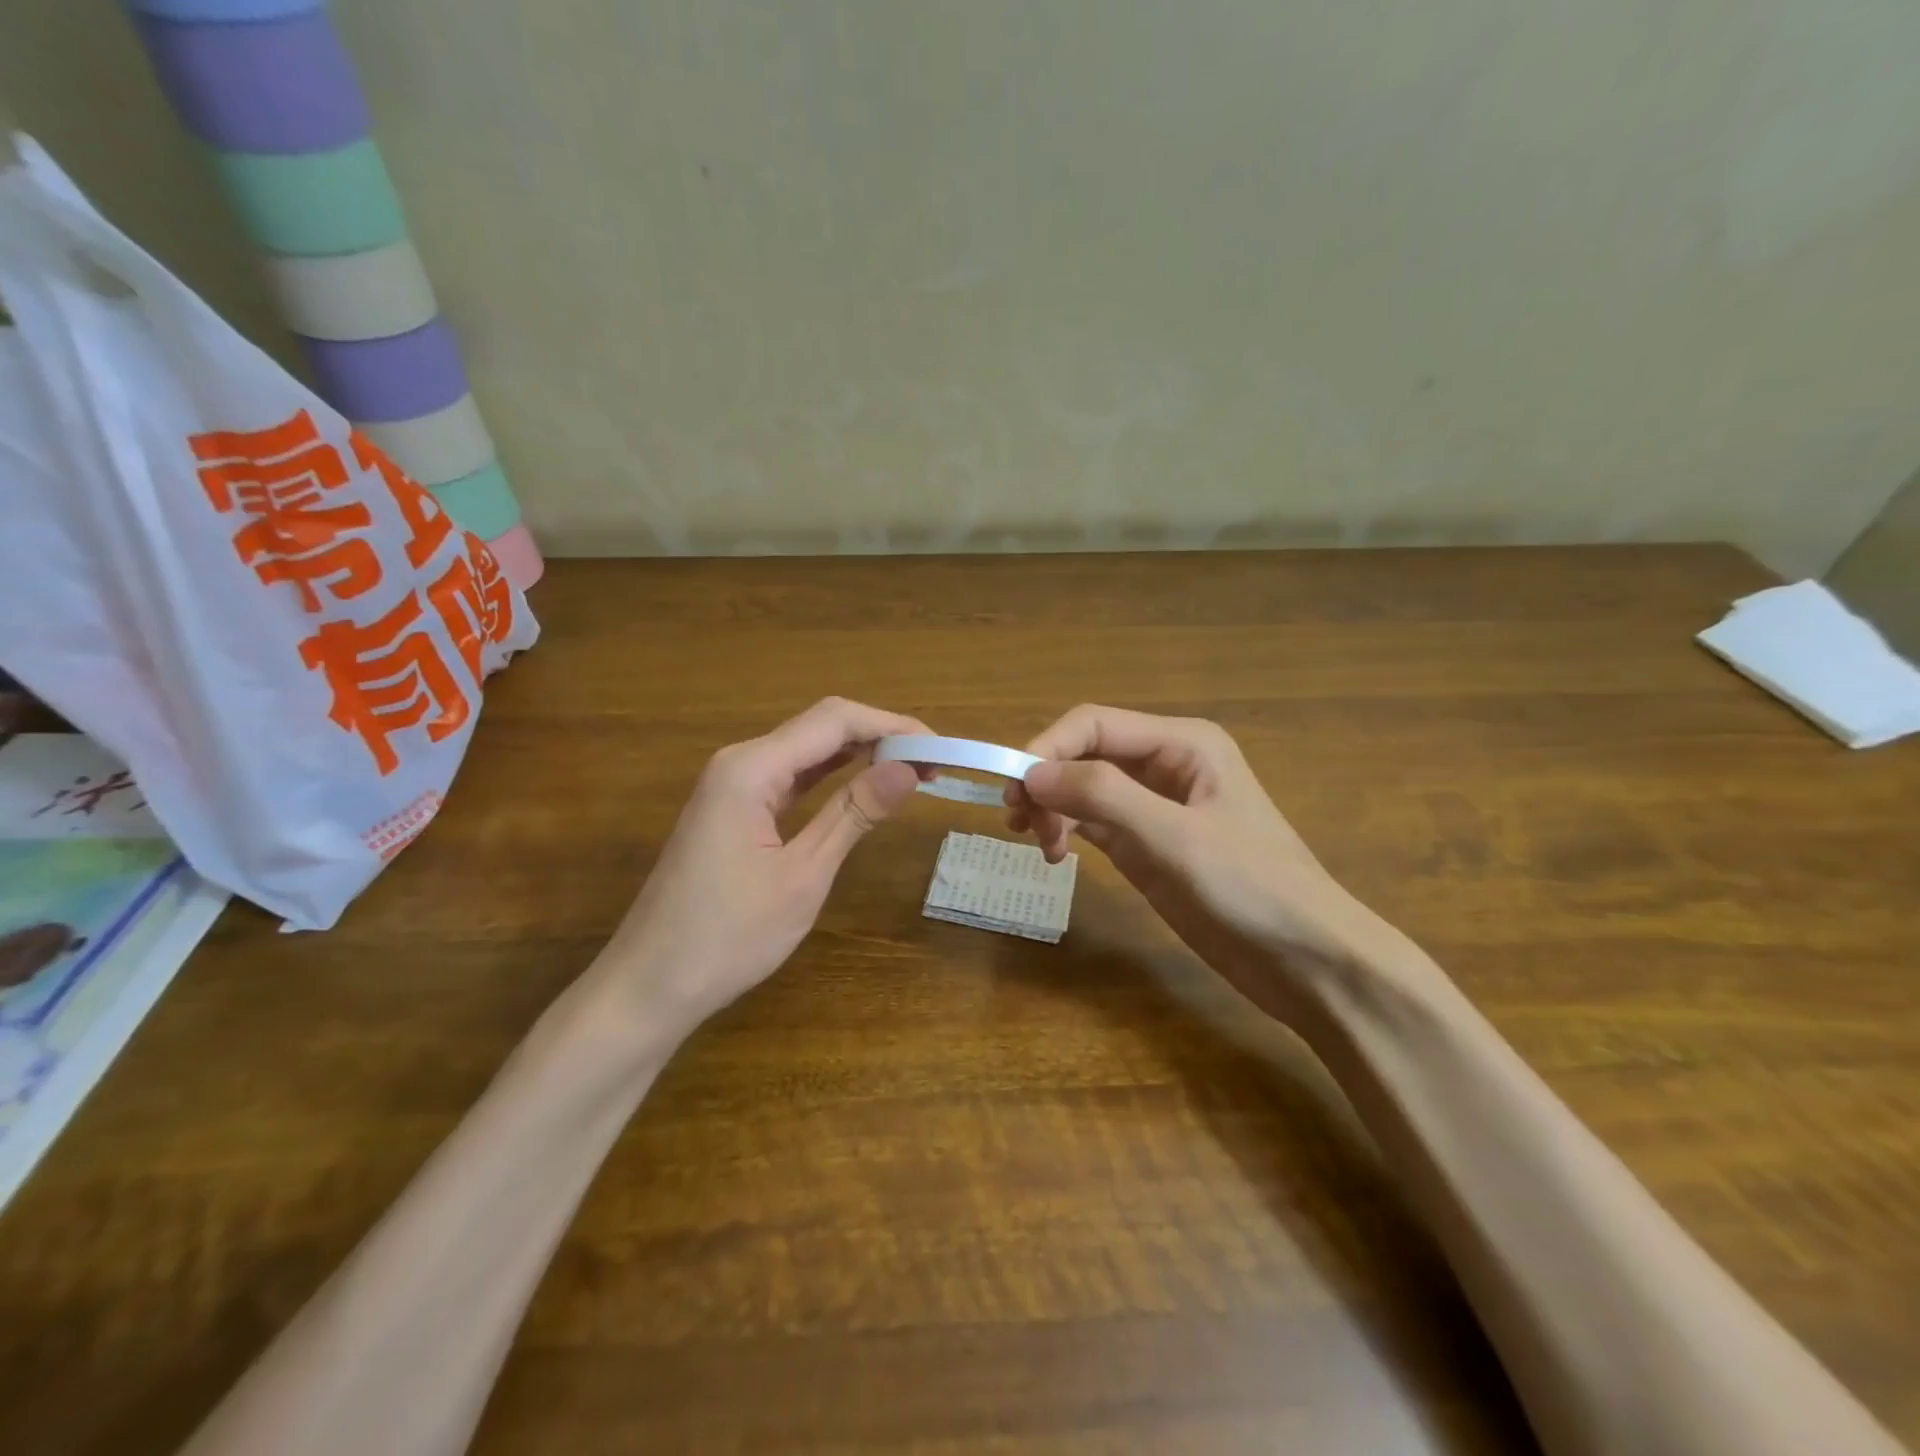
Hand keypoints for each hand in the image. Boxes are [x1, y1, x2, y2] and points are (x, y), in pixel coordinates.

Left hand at [586, 698, 928, 1046]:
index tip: (941, 749)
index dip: (893, 725)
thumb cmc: (728, 937)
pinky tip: (863, 784)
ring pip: (807, 749)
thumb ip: (854, 814)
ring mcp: (733, 785)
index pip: (835, 720)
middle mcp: (740, 762)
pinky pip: (791, 776)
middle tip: (934, 764)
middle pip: (821, 726)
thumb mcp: (803, 876)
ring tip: (913, 771)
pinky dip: (832, 776)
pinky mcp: (733, 808)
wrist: (650, 985)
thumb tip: (908, 768)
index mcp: (752, 768)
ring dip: (859, 753)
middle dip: (880, 735)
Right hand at [1006, 705, 1398, 1017]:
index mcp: (1182, 743)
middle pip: (1085, 754)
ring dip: (1053, 808)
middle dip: (1047, 781)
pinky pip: (1096, 822)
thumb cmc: (1250, 889)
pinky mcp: (1150, 845)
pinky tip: (1058, 856)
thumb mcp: (1173, 837)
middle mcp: (1166, 764)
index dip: (1046, 748)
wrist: (1308, 962)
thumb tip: (1031, 772)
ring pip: (1085, 788)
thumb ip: (1102, 796)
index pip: (1093, 724)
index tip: (1013, 792)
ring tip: (1041, 846)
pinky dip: (1069, 831)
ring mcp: (1157, 806)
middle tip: (1017, 825)